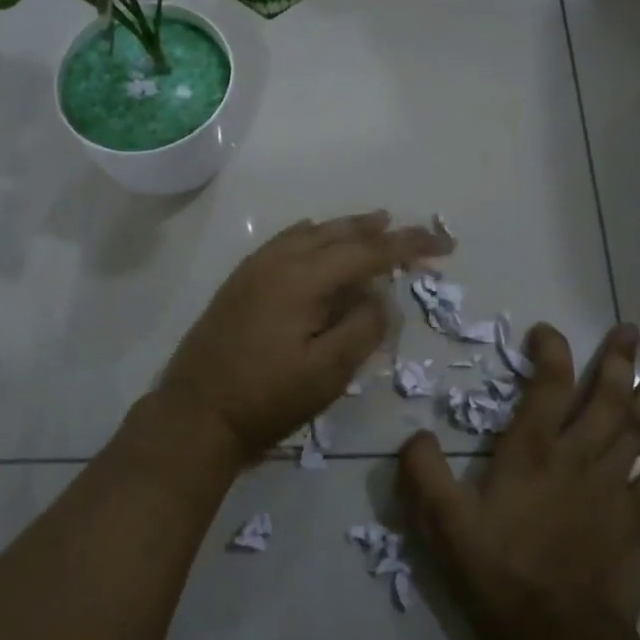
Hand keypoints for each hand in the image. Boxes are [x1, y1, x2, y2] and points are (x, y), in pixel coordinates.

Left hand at [158, 211, 455, 457]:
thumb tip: (382, 296)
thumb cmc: (265, 398)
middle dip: (380, 231)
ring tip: (375, 225)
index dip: (409, 245)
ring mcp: (254, 268)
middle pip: (338, 233)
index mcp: (302, 278)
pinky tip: (318, 240)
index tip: (444, 243)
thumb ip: (363, 328)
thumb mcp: (327, 373)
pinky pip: (286, 242)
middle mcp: (278, 261)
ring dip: (346, 229)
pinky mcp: (240, 282)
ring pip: (310, 233)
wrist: (195, 414)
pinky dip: (313, 236)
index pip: (367, 251)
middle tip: (415, 233)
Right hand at [401, 322, 639, 639]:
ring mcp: (611, 487)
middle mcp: (576, 458)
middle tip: (631, 329)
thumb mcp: (443, 523)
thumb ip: (424, 473)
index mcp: (531, 453)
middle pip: (604, 399)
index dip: (551, 353)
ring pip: (638, 429)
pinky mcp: (634, 519)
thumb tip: (417, 435)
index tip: (547, 331)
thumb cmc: (497, 572)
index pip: (547, 388)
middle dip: (617, 361)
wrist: (556, 636)